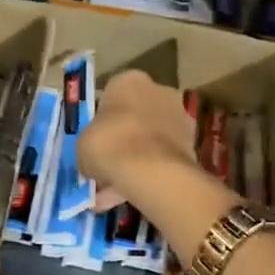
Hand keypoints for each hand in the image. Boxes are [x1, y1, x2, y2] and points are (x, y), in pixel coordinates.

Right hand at [78, 69, 197, 212]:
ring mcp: (180, 117)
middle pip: (135, 115)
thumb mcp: (82, 144)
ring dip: (136, 158)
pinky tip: (131, 194)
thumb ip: (89, 145)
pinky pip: (162, 157)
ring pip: (150, 139)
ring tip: (115, 188)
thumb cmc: (109, 144)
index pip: (112, 94)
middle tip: (106, 162)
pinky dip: (149, 173)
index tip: (95, 139)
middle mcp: (159, 91)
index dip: (101, 119)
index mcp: (129, 80)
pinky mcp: (192, 145)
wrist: (152, 171)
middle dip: (123, 138)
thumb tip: (92, 159)